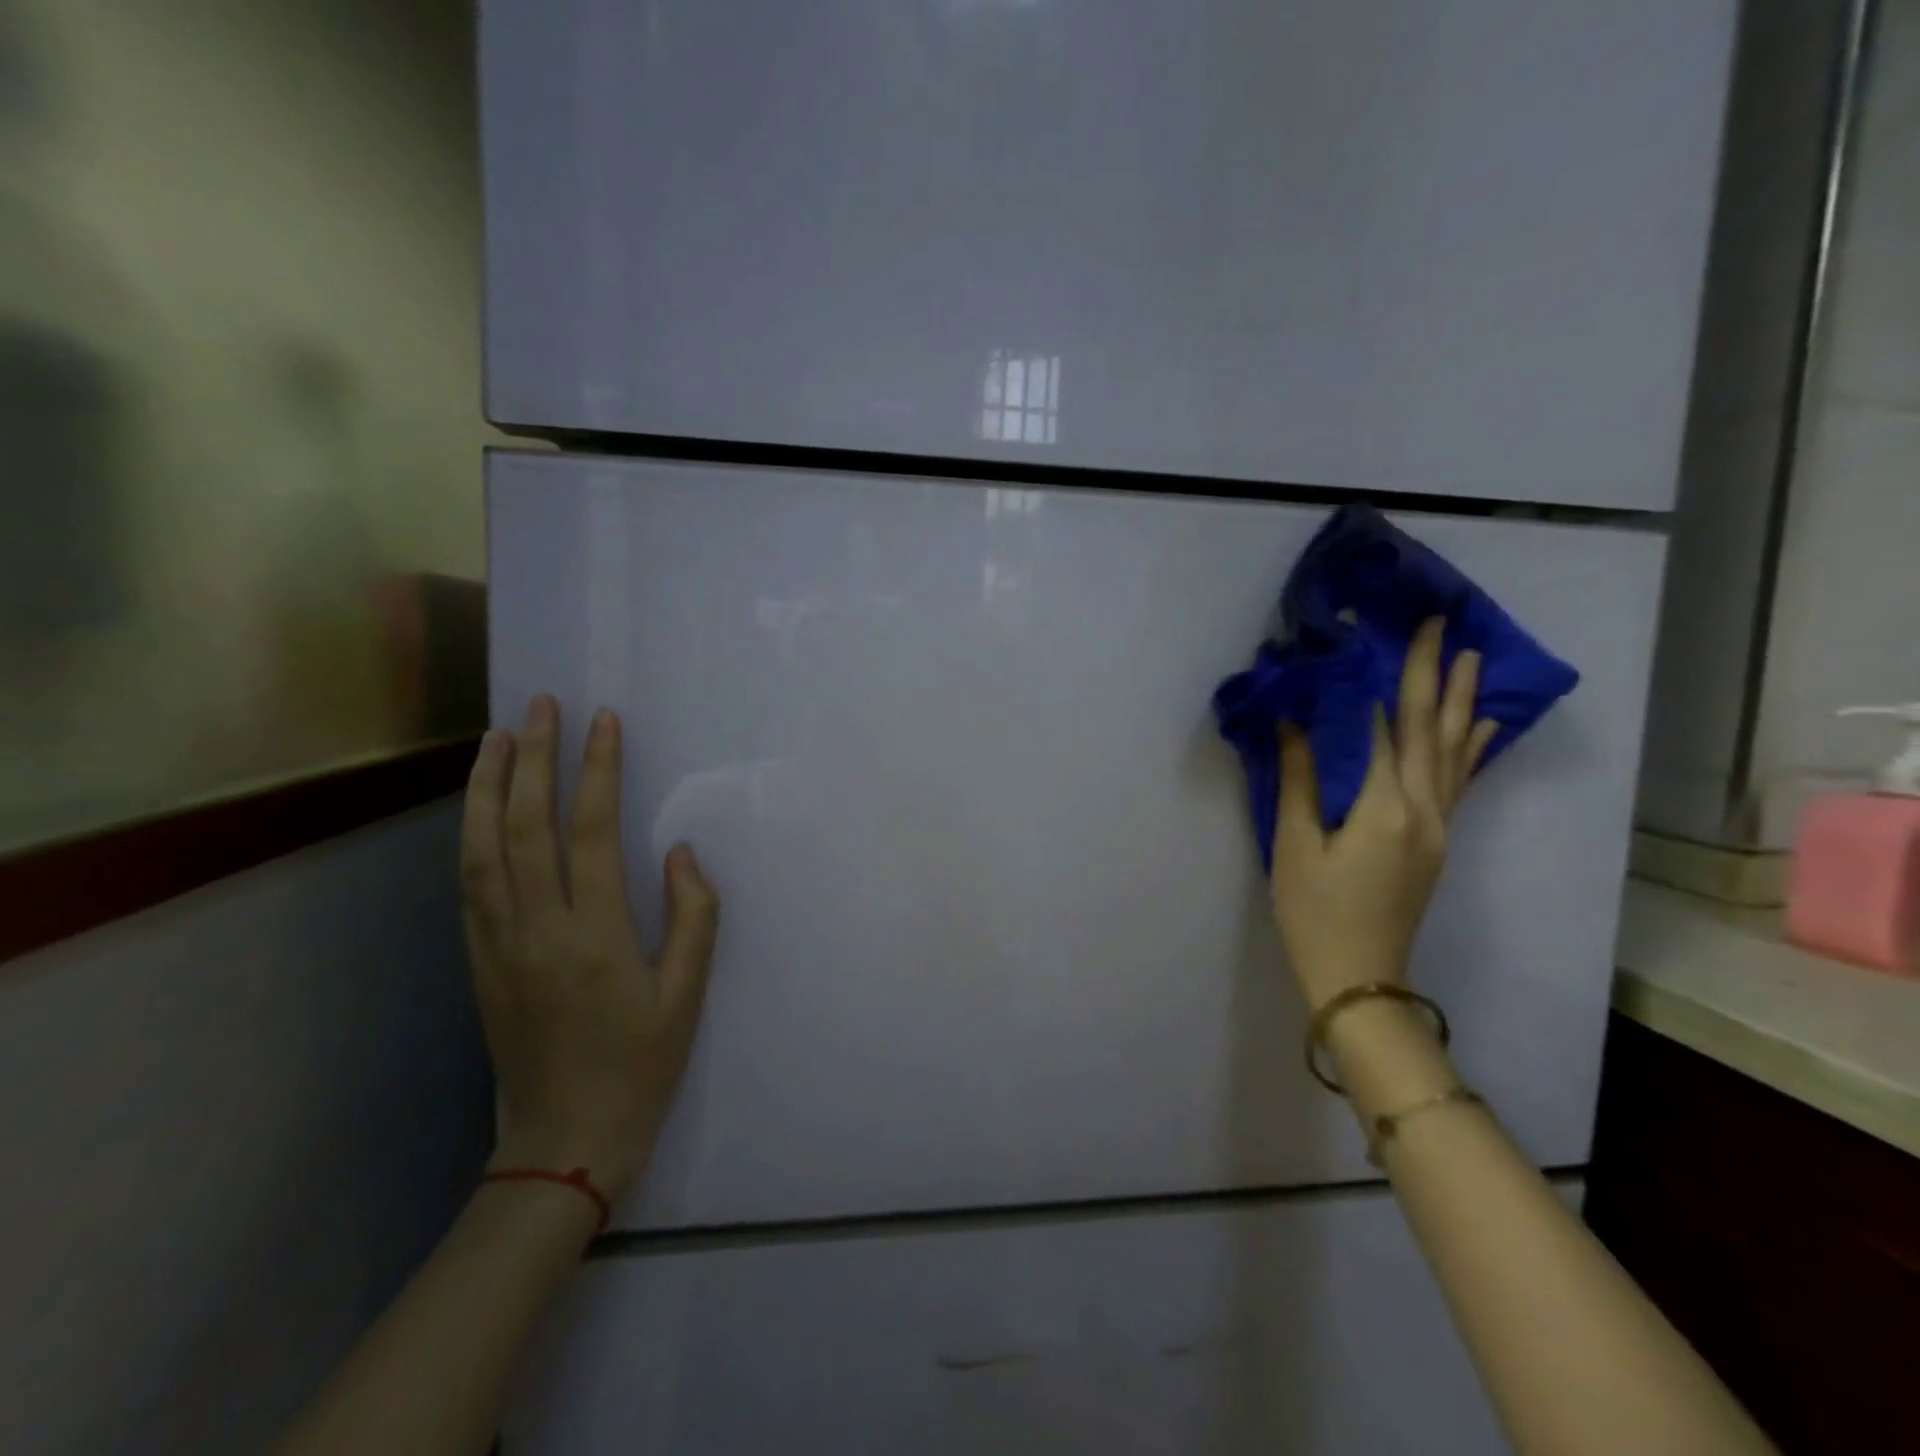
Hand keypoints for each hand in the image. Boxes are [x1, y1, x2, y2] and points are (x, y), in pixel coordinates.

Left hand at [461, 695, 719, 1197]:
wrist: (564, 1141)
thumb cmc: (640, 1066)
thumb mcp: (687, 996)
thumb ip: (692, 917)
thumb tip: (680, 852)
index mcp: (594, 935)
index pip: (591, 831)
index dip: (597, 770)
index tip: (603, 722)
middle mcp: (537, 929)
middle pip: (525, 826)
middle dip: (533, 758)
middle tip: (540, 705)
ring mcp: (498, 945)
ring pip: (482, 849)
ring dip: (486, 787)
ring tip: (497, 737)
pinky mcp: (479, 962)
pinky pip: (469, 885)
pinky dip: (470, 835)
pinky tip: (478, 808)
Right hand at [1270, 618, 1495, 1011]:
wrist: (1359, 977)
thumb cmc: (1314, 912)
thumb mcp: (1294, 846)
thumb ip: (1299, 780)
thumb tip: (1293, 723)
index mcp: (1385, 807)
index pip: (1384, 728)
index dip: (1381, 679)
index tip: (1382, 634)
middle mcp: (1423, 809)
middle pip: (1430, 729)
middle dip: (1434, 674)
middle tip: (1442, 624)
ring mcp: (1438, 826)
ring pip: (1453, 752)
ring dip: (1460, 701)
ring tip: (1471, 656)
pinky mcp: (1437, 842)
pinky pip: (1459, 781)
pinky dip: (1471, 748)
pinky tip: (1482, 726)